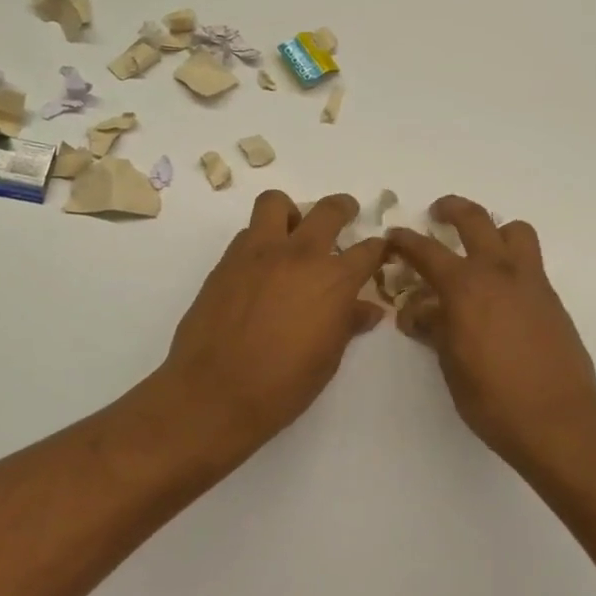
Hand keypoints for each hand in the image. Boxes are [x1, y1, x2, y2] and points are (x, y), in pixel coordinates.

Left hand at [156, 191, 387, 458]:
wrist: (215, 391)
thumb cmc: (283, 385)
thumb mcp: (328, 358)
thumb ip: (348, 324)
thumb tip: (369, 309)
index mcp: (334, 281)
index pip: (368, 250)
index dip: (378, 249)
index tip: (379, 250)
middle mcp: (300, 255)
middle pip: (328, 210)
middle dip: (343, 208)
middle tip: (346, 215)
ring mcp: (259, 253)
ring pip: (276, 203)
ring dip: (291, 213)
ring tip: (293, 232)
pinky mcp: (227, 261)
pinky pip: (248, 233)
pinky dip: (261, 239)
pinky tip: (261, 266)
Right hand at [387, 196, 595, 465]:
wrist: (557, 417)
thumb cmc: (493, 397)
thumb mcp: (451, 364)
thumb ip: (434, 328)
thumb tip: (417, 312)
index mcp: (465, 286)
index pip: (426, 251)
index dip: (405, 241)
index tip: (394, 236)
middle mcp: (498, 272)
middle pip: (475, 219)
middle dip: (452, 209)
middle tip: (438, 214)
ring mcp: (530, 281)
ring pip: (514, 230)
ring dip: (494, 229)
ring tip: (481, 248)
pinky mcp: (551, 297)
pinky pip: (530, 261)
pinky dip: (512, 260)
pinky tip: (501, 291)